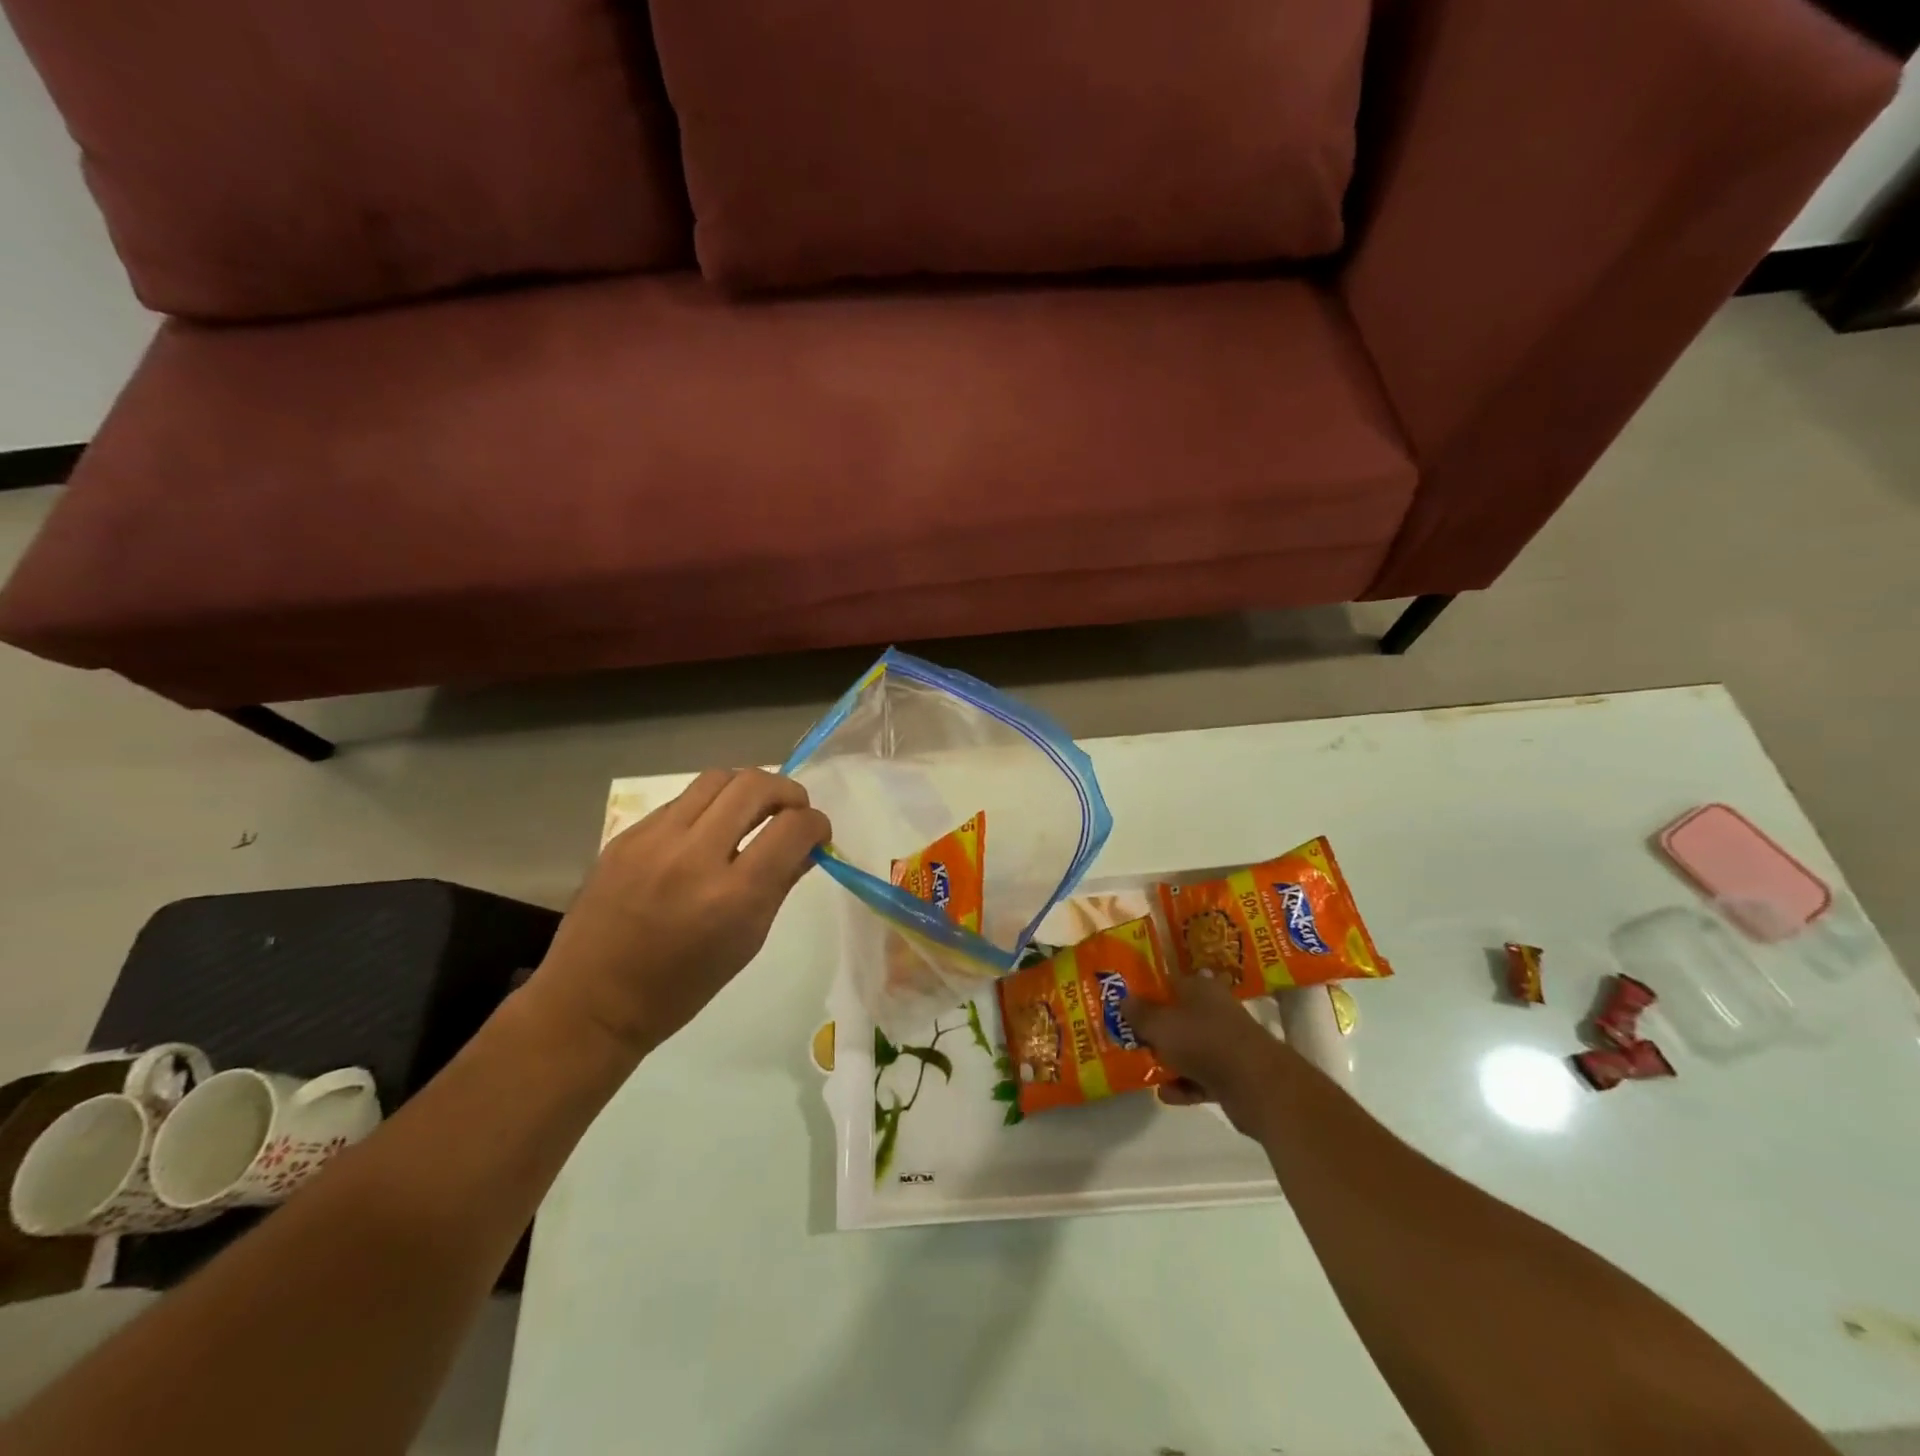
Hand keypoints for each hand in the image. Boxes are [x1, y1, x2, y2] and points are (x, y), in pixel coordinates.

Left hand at [529, 769, 830, 1057]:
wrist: (592, 1001)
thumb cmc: (681, 987)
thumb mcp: (747, 942)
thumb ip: (780, 884)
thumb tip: (807, 846)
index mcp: (734, 896)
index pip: (793, 828)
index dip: (816, 824)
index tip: (818, 834)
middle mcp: (695, 856)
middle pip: (754, 786)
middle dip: (787, 792)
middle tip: (792, 811)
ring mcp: (654, 840)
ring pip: (717, 779)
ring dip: (747, 789)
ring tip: (753, 811)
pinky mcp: (627, 835)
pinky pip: (681, 801)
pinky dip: (708, 808)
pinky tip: (707, 833)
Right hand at [1122, 972, 1288, 1136]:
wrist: (1256, 1085)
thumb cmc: (1203, 1041)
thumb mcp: (1160, 1024)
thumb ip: (1139, 1013)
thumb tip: (1123, 999)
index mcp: (1200, 988)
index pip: (1169, 982)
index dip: (1147, 991)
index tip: (1125, 1003)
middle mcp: (1214, 1011)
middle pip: (1178, 1016)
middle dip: (1155, 1028)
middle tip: (1129, 1037)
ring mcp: (1225, 1044)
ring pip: (1189, 1048)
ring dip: (1169, 1059)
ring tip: (1142, 1066)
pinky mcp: (1232, 1075)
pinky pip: (1200, 1078)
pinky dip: (1184, 1085)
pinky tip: (1165, 1094)